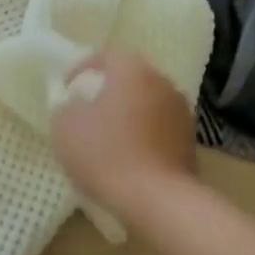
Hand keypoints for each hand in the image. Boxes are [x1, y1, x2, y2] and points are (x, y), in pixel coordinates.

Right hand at [50, 50, 197, 216]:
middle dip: (107, 90)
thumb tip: (74, 106)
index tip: (66, 88)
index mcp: (133, 72)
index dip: (82, 67)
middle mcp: (163, 84)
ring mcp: (181, 113)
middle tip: (86, 109)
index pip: (108, 55)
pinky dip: (142, 134)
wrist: (158, 199)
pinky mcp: (189, 142)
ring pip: (147, 103)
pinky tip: (126, 155)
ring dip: (127, 113)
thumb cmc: (106, 154)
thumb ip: (65, 108)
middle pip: (131, 77)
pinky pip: (159, 128)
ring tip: (106, 135)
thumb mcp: (65, 127)